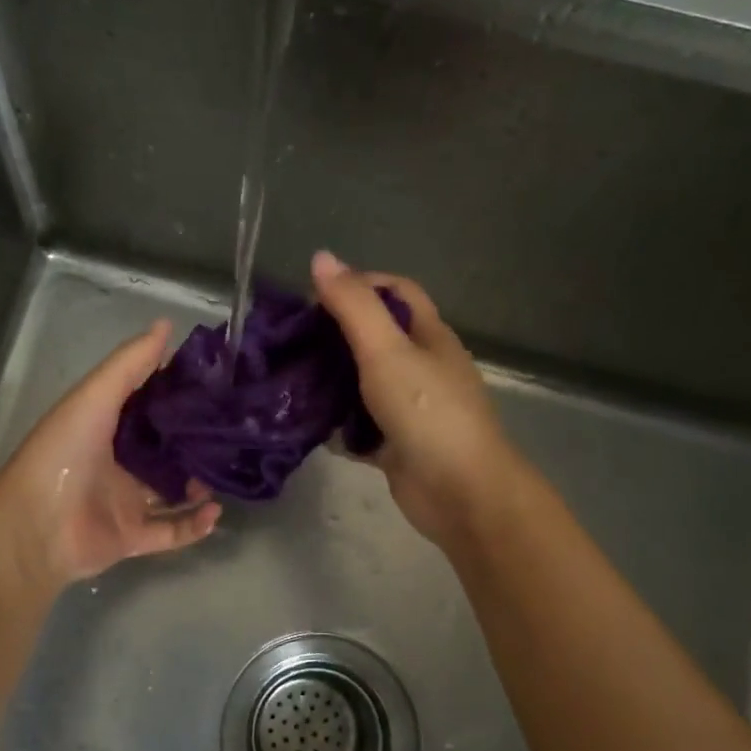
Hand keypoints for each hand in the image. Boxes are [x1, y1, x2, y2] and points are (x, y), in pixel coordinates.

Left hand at [0, 320, 221, 590]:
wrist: (35, 526)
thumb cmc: (63, 453)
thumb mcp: (95, 397)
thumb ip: (130, 363)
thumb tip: (167, 324)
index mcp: (102, 427)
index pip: (145, 405)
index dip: (175, 393)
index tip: (213, 382)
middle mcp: (114, 463)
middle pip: (161, 450)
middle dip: (192, 442)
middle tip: (228, 430)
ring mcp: (123, 502)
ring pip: (170, 491)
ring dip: (197, 484)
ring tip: (224, 471)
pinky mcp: (131, 537)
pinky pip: (171, 531)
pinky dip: (194, 525)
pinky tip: (215, 512)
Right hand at [312, 251, 529, 549]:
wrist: (460, 493)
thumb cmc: (426, 412)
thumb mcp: (386, 351)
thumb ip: (353, 306)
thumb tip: (321, 257)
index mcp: (429, 336)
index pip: (396, 291)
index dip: (359, 284)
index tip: (315, 298)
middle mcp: (422, 367)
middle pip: (376, 337)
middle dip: (335, 334)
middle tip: (292, 340)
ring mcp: (410, 408)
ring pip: (365, 383)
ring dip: (332, 380)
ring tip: (290, 378)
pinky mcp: (397, 444)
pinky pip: (360, 426)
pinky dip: (337, 424)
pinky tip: (307, 424)